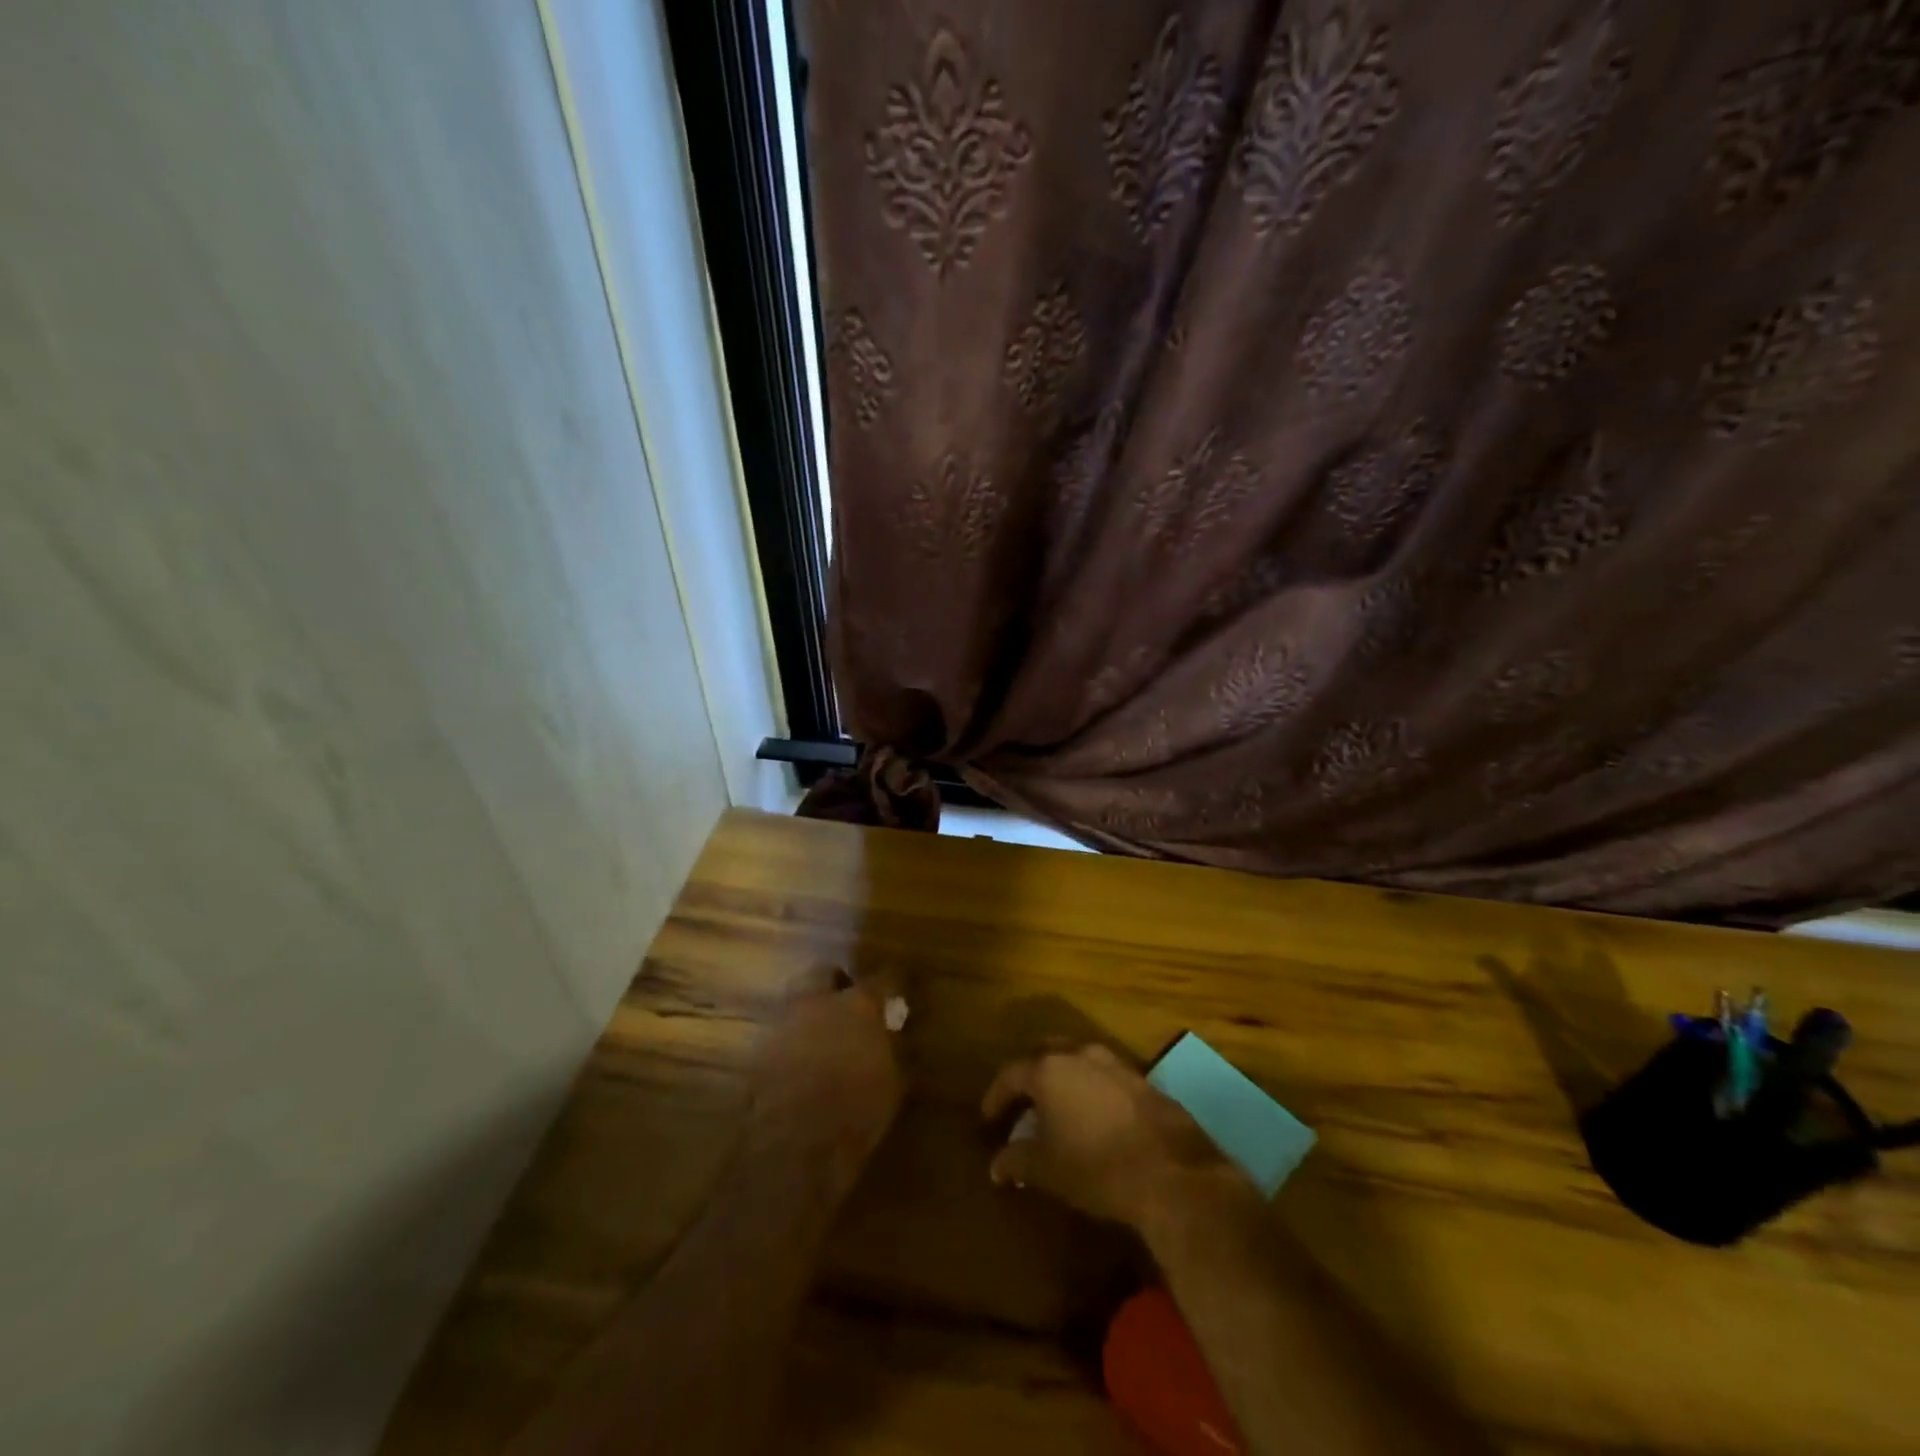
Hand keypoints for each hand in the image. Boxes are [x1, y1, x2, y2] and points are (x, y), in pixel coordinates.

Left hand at [751, 966, 905, 1191]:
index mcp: (858, 1005)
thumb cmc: (856, 1112)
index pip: (881, 979)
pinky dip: (793, 1039)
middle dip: (837, 982)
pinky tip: (801, 1060)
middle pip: (824, 972)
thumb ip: (889, 1049)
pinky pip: (781, 1032)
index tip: (895, 990)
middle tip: (849, 1001)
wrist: (794, 1145)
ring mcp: (784, 1022)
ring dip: (811, 1010)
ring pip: (797, 999)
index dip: (889, 984)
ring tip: (824, 1033)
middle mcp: (818, 1002)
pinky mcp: (759, 1048)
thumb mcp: (891, 1082)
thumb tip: (889, 1036)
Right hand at [981, 1043, 1241, 1231]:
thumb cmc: (1097, 1167)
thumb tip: (996, 1165)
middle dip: (1030, 1077)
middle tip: (1022, 1103)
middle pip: (1044, 1055)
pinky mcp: (1142, 1079)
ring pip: (1077, 1061)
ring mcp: (1114, 1063)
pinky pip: (1104, 1076)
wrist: (1171, 1172)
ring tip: (1057, 1108)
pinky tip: (1093, 1115)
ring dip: (1063, 1080)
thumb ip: (1017, 1161)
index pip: (1011, 1074)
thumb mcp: (1048, 1170)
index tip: (988, 1118)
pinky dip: (1090, 1089)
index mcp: (1049, 1070)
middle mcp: (1080, 1055)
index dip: (996, 1097)